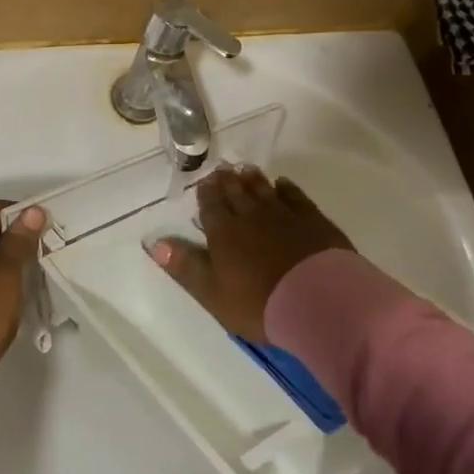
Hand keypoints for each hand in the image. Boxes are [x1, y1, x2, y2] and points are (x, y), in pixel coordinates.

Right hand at [149, 165, 351, 342]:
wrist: (318, 302)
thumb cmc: (259, 304)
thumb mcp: (212, 293)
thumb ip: (185, 266)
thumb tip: (155, 243)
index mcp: (224, 233)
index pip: (211, 207)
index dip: (206, 194)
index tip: (204, 183)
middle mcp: (251, 216)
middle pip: (236, 193)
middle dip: (227, 181)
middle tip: (222, 170)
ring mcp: (284, 215)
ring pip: (263, 190)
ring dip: (252, 179)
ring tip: (245, 169)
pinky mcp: (313, 220)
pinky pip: (295, 197)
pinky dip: (286, 188)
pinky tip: (282, 184)